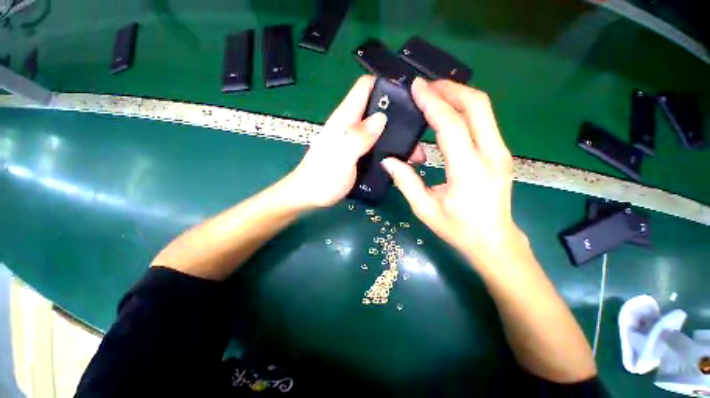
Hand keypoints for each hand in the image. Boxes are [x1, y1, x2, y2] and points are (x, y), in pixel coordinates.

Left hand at [286, 75, 425, 208]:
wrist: (308, 196)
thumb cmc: (321, 180)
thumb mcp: (341, 159)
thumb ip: (358, 138)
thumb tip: (381, 118)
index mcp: (344, 120)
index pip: (366, 87)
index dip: (387, 86)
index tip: (409, 98)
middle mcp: (349, 125)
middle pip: (376, 107)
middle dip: (397, 114)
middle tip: (416, 132)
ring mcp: (352, 138)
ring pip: (377, 126)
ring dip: (394, 134)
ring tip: (412, 150)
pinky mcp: (354, 151)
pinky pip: (374, 142)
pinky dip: (386, 145)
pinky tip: (396, 157)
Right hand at [381, 78, 524, 266]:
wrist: (494, 241)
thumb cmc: (458, 229)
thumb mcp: (425, 210)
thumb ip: (406, 182)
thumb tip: (389, 161)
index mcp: (469, 170)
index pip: (451, 124)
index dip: (433, 102)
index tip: (417, 87)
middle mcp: (491, 154)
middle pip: (477, 105)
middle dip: (450, 89)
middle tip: (425, 87)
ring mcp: (501, 152)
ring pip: (484, 110)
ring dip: (458, 97)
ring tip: (433, 96)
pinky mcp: (501, 153)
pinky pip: (483, 121)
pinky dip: (464, 110)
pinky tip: (447, 114)